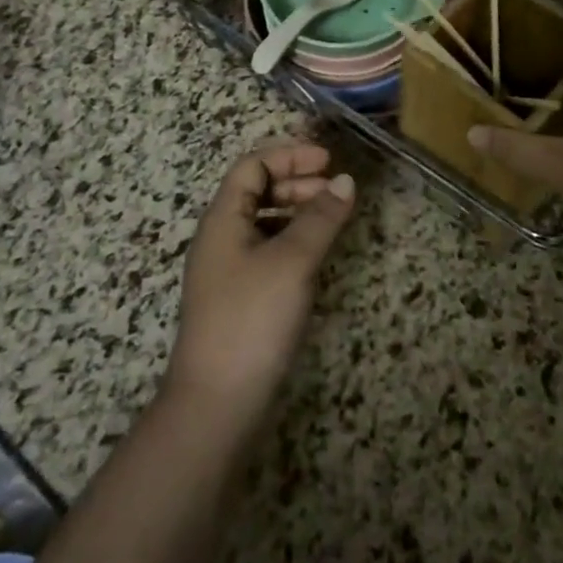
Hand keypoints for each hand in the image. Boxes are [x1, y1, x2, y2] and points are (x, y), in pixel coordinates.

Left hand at [163, 140, 355, 429]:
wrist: (216, 406)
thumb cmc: (251, 319)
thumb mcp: (292, 261)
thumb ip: (320, 217)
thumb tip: (346, 180)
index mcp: (223, 219)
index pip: (252, 166)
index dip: (289, 155)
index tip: (327, 161)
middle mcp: (221, 238)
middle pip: (257, 191)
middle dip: (296, 182)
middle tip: (335, 191)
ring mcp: (228, 271)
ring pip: (264, 222)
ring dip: (296, 212)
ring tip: (331, 220)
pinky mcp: (239, 300)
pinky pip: (267, 251)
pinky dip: (293, 242)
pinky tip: (315, 257)